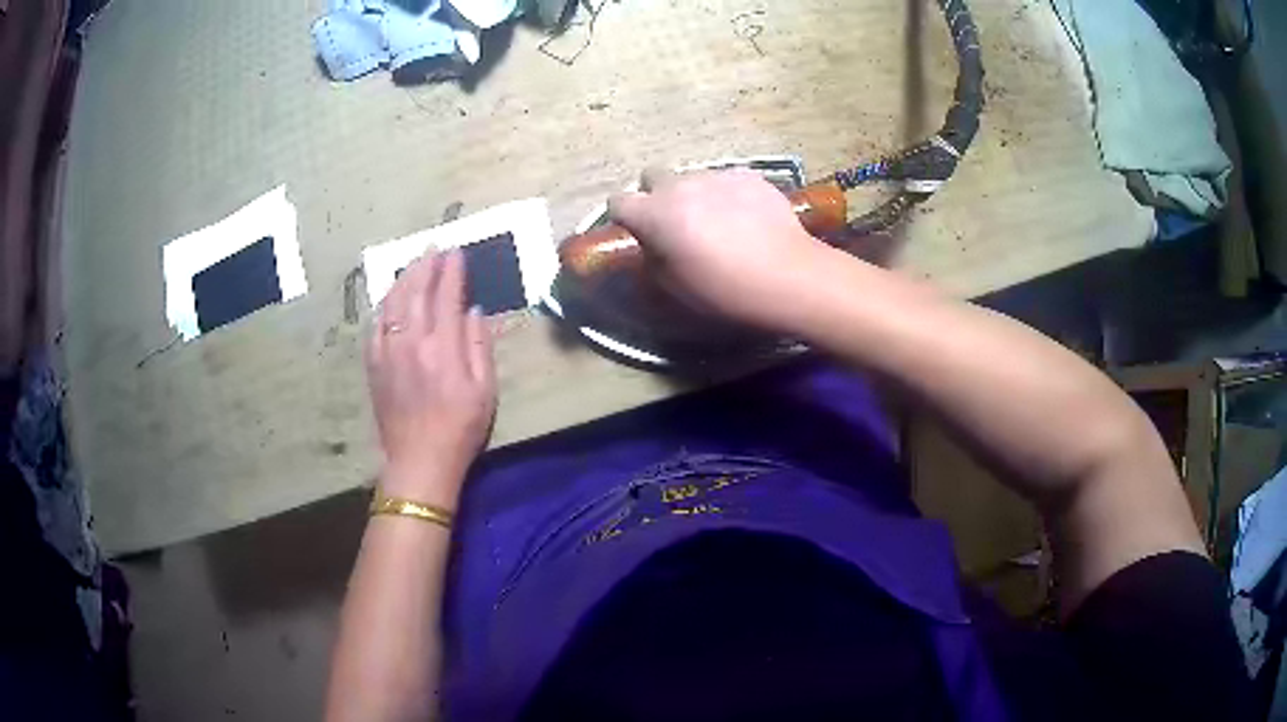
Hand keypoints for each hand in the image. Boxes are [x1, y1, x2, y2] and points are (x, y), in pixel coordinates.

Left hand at [366, 250, 495, 508]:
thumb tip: (474, 311)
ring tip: (413, 264)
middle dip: (426, 265)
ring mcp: (388, 352)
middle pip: (416, 291)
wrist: (419, 462)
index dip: (453, 271)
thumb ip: (479, 346)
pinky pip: (376, 324)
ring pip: (392, 303)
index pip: (447, 295)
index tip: (458, 252)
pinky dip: (385, 305)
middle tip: (434, 247)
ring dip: (403, 278)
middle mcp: (412, 342)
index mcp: (443, 348)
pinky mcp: (374, 365)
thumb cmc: (460, 429)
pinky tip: (390, 298)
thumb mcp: (485, 391)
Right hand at [608, 168, 832, 331]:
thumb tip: (654, 243)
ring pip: (692, 177)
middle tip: (676, 222)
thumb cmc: (724, 290)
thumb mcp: (675, 286)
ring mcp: (715, 175)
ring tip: (719, 221)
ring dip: (694, 194)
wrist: (787, 275)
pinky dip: (728, 194)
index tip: (636, 230)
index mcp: (653, 214)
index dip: (624, 216)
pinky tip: (747, 218)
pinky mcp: (748, 175)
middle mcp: (679, 185)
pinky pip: (726, 180)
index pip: (618, 201)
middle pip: (652, 176)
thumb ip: (653, 257)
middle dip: (657, 195)